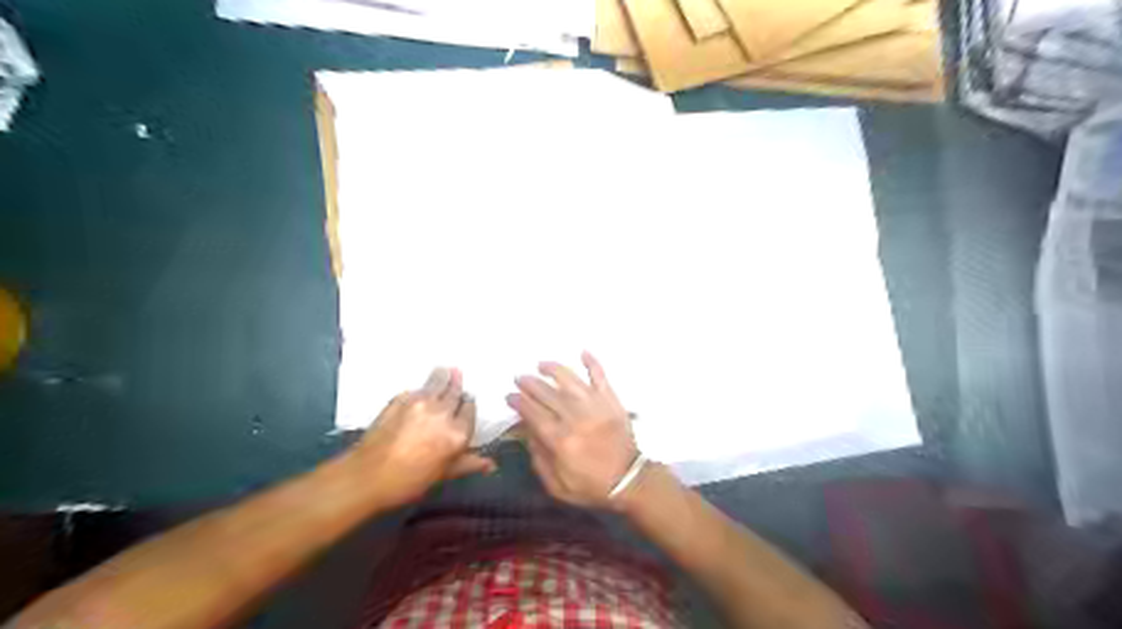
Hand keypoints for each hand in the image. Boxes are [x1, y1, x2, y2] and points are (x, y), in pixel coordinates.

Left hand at [354, 368, 494, 504]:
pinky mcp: (400, 399)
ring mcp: (420, 403)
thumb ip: (468, 464)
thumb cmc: (409, 481)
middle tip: (458, 374)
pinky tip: (422, 388)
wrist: (367, 475)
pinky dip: (422, 388)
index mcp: (457, 433)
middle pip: (454, 392)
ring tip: (446, 368)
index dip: (469, 403)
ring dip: (443, 376)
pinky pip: (416, 389)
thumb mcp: (443, 475)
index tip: (468, 399)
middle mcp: (443, 413)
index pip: (469, 410)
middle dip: (457, 384)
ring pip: (437, 383)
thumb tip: (491, 465)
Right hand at [509, 352, 639, 507]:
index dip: (519, 402)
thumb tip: (528, 434)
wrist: (630, 481)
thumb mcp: (558, 486)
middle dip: (530, 384)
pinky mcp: (612, 402)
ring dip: (554, 370)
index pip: (533, 414)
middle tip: (519, 378)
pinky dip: (593, 363)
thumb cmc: (592, 486)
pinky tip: (583, 352)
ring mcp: (596, 407)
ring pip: (570, 381)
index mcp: (561, 441)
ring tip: (541, 365)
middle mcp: (576, 419)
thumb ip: (539, 460)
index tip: (509, 396)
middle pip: (548, 394)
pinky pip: (601, 377)